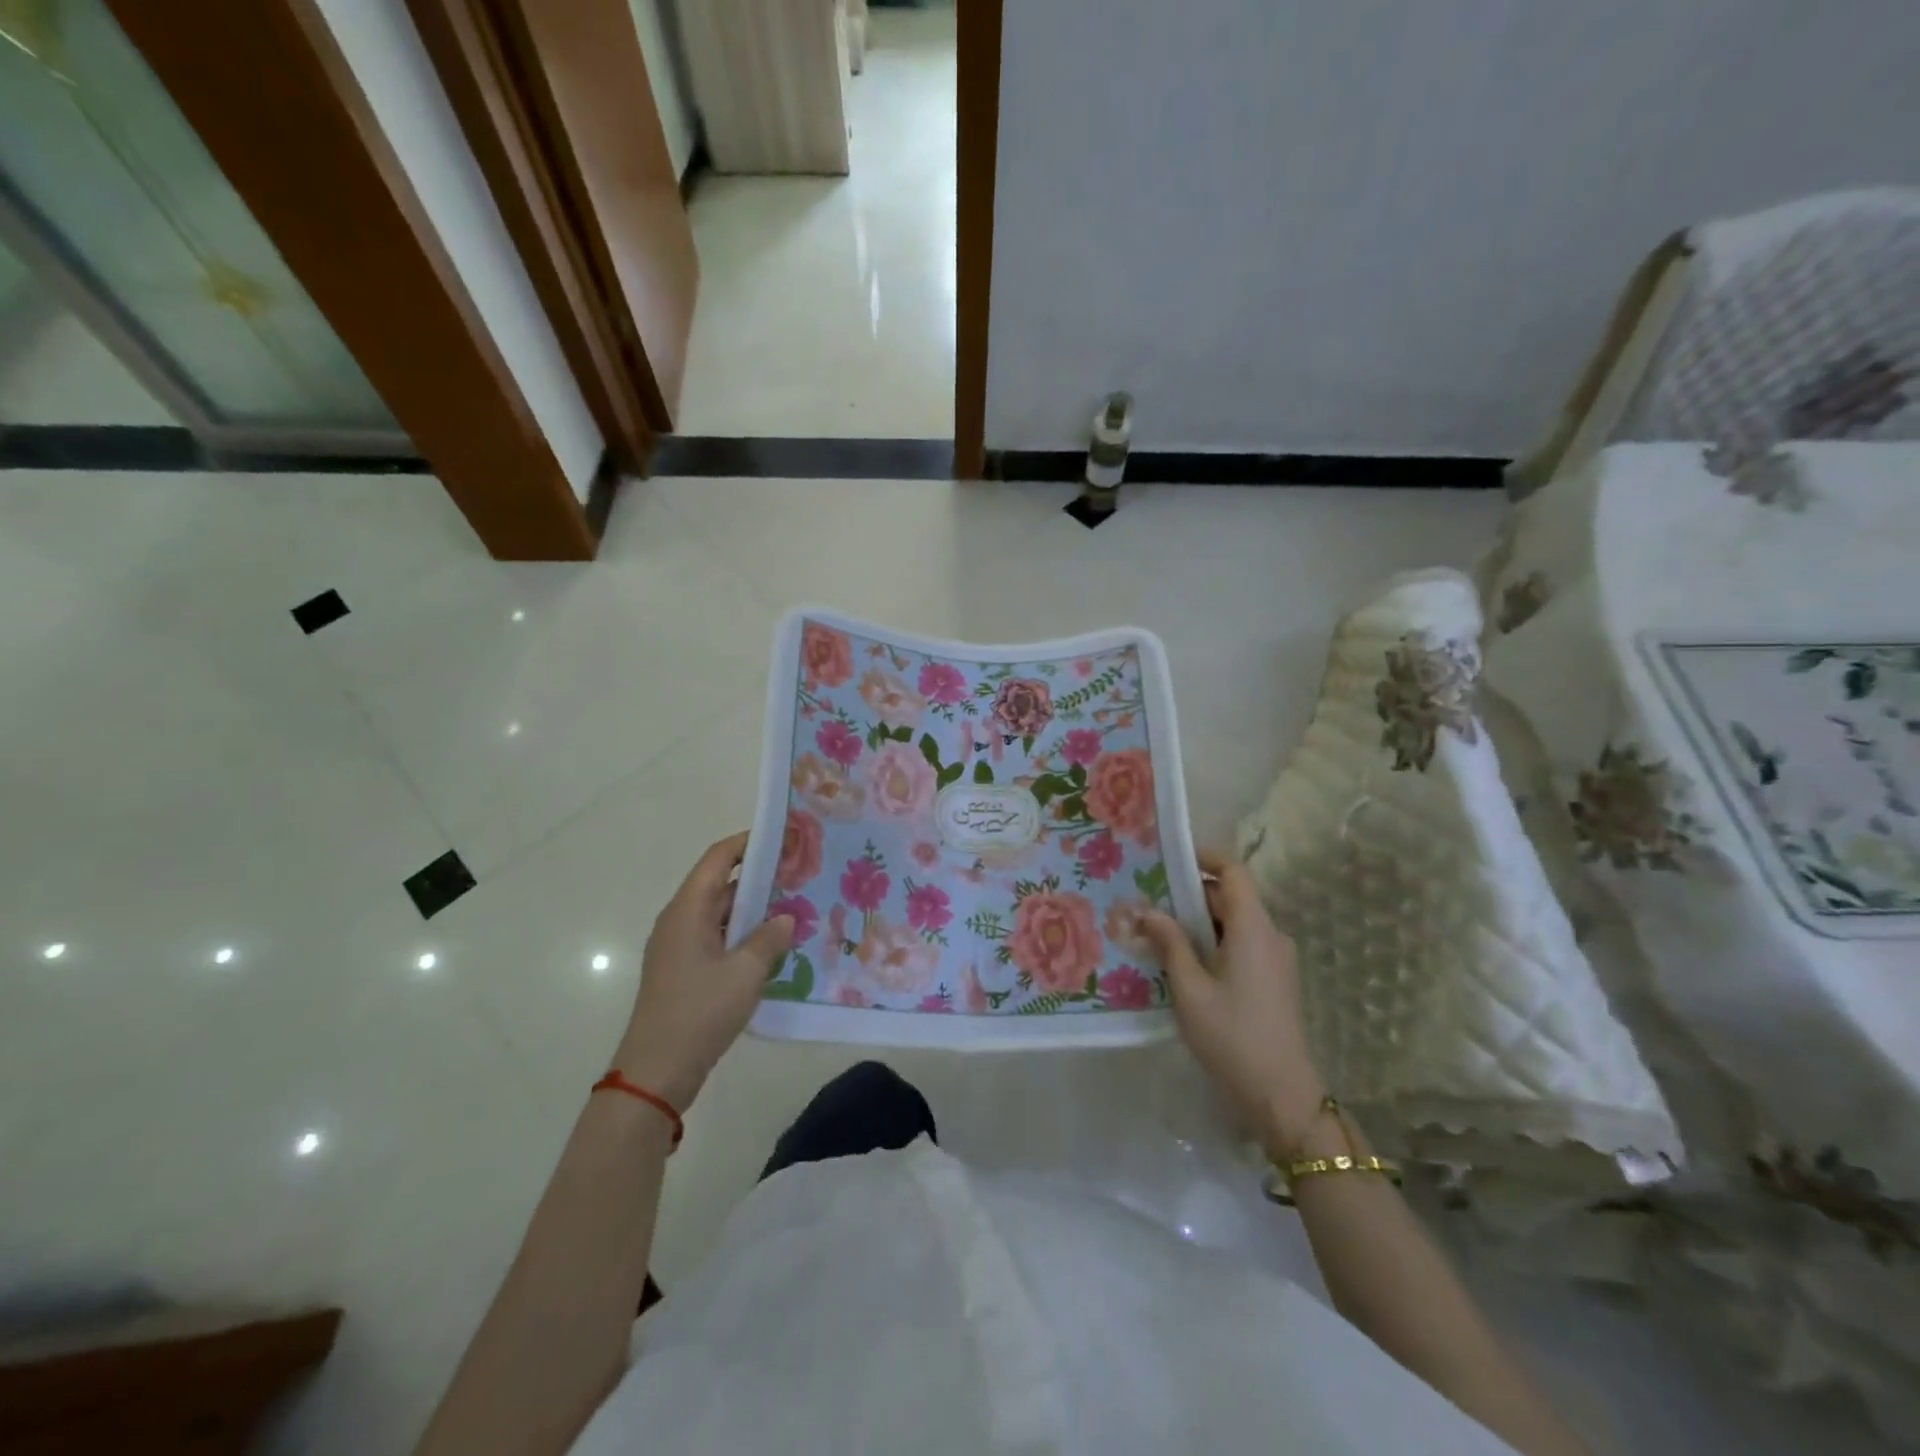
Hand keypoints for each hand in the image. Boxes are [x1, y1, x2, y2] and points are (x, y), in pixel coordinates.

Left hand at [612, 833, 793, 1111]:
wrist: (657, 1071)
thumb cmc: (700, 1012)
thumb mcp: (745, 972)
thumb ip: (769, 938)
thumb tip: (785, 918)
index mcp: (688, 910)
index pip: (719, 859)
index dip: (749, 843)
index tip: (784, 838)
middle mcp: (679, 920)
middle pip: (720, 883)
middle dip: (759, 876)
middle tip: (800, 873)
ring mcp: (679, 946)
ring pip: (720, 913)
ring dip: (753, 908)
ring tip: (794, 906)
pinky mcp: (684, 969)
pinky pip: (717, 937)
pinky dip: (743, 933)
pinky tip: (772, 944)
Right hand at [1140, 849, 1325, 1156]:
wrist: (1281, 1095)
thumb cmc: (1231, 1036)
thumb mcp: (1189, 988)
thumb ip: (1169, 943)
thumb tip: (1148, 910)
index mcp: (1254, 928)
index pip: (1234, 872)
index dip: (1205, 858)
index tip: (1169, 860)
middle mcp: (1270, 935)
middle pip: (1231, 896)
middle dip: (1190, 894)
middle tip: (1149, 902)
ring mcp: (1275, 959)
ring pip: (1234, 923)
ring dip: (1198, 922)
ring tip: (1158, 932)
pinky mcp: (1274, 980)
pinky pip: (1241, 944)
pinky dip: (1213, 943)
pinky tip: (1183, 962)